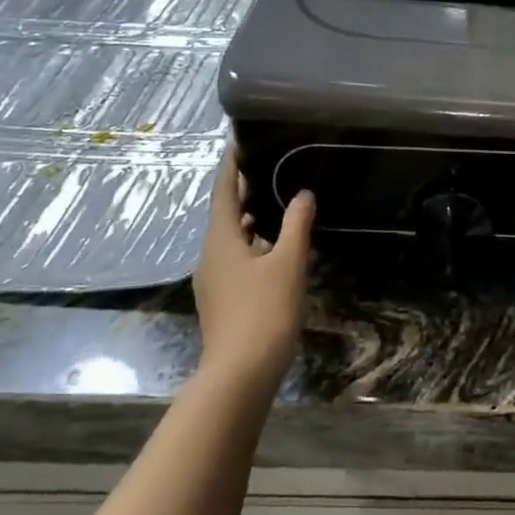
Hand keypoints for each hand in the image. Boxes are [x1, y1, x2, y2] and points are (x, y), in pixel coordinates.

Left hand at [192, 147, 314, 378]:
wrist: (241, 372)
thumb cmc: (264, 311)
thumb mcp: (288, 263)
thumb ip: (296, 225)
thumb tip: (303, 194)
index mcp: (221, 240)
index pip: (223, 191)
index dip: (231, 166)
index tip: (240, 142)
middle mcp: (211, 255)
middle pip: (226, 214)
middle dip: (246, 192)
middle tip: (272, 168)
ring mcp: (215, 280)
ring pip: (233, 239)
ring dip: (252, 221)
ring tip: (279, 203)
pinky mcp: (224, 299)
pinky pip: (238, 259)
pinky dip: (255, 245)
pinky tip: (277, 249)